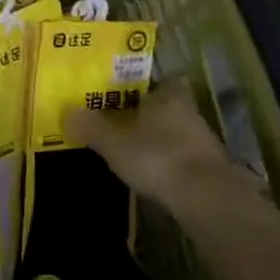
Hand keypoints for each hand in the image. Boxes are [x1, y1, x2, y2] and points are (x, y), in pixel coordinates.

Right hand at [69, 86, 258, 220]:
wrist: (207, 199)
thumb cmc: (157, 158)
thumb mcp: (114, 143)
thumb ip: (91, 127)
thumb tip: (68, 112)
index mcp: (168, 97)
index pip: (162, 81)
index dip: (147, 87)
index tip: (128, 94)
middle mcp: (190, 113)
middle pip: (167, 107)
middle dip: (149, 114)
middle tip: (123, 122)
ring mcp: (204, 142)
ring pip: (177, 132)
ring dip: (160, 140)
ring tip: (135, 150)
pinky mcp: (211, 170)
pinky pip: (184, 157)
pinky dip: (170, 162)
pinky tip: (154, 173)